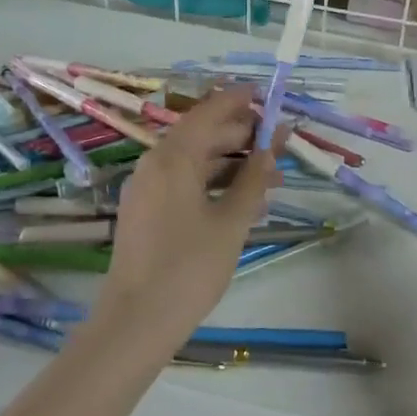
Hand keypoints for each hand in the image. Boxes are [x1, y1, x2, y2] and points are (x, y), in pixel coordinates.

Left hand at [92, 87, 281, 352]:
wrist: (136, 323)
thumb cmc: (189, 268)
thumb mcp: (231, 221)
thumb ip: (255, 178)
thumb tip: (274, 144)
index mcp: (173, 159)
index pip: (209, 113)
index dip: (238, 100)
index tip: (265, 92)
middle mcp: (155, 165)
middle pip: (203, 136)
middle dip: (242, 136)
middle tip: (280, 143)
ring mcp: (148, 190)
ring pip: (196, 162)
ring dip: (233, 164)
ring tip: (272, 177)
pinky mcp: (147, 212)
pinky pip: (185, 184)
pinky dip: (214, 185)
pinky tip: (244, 202)